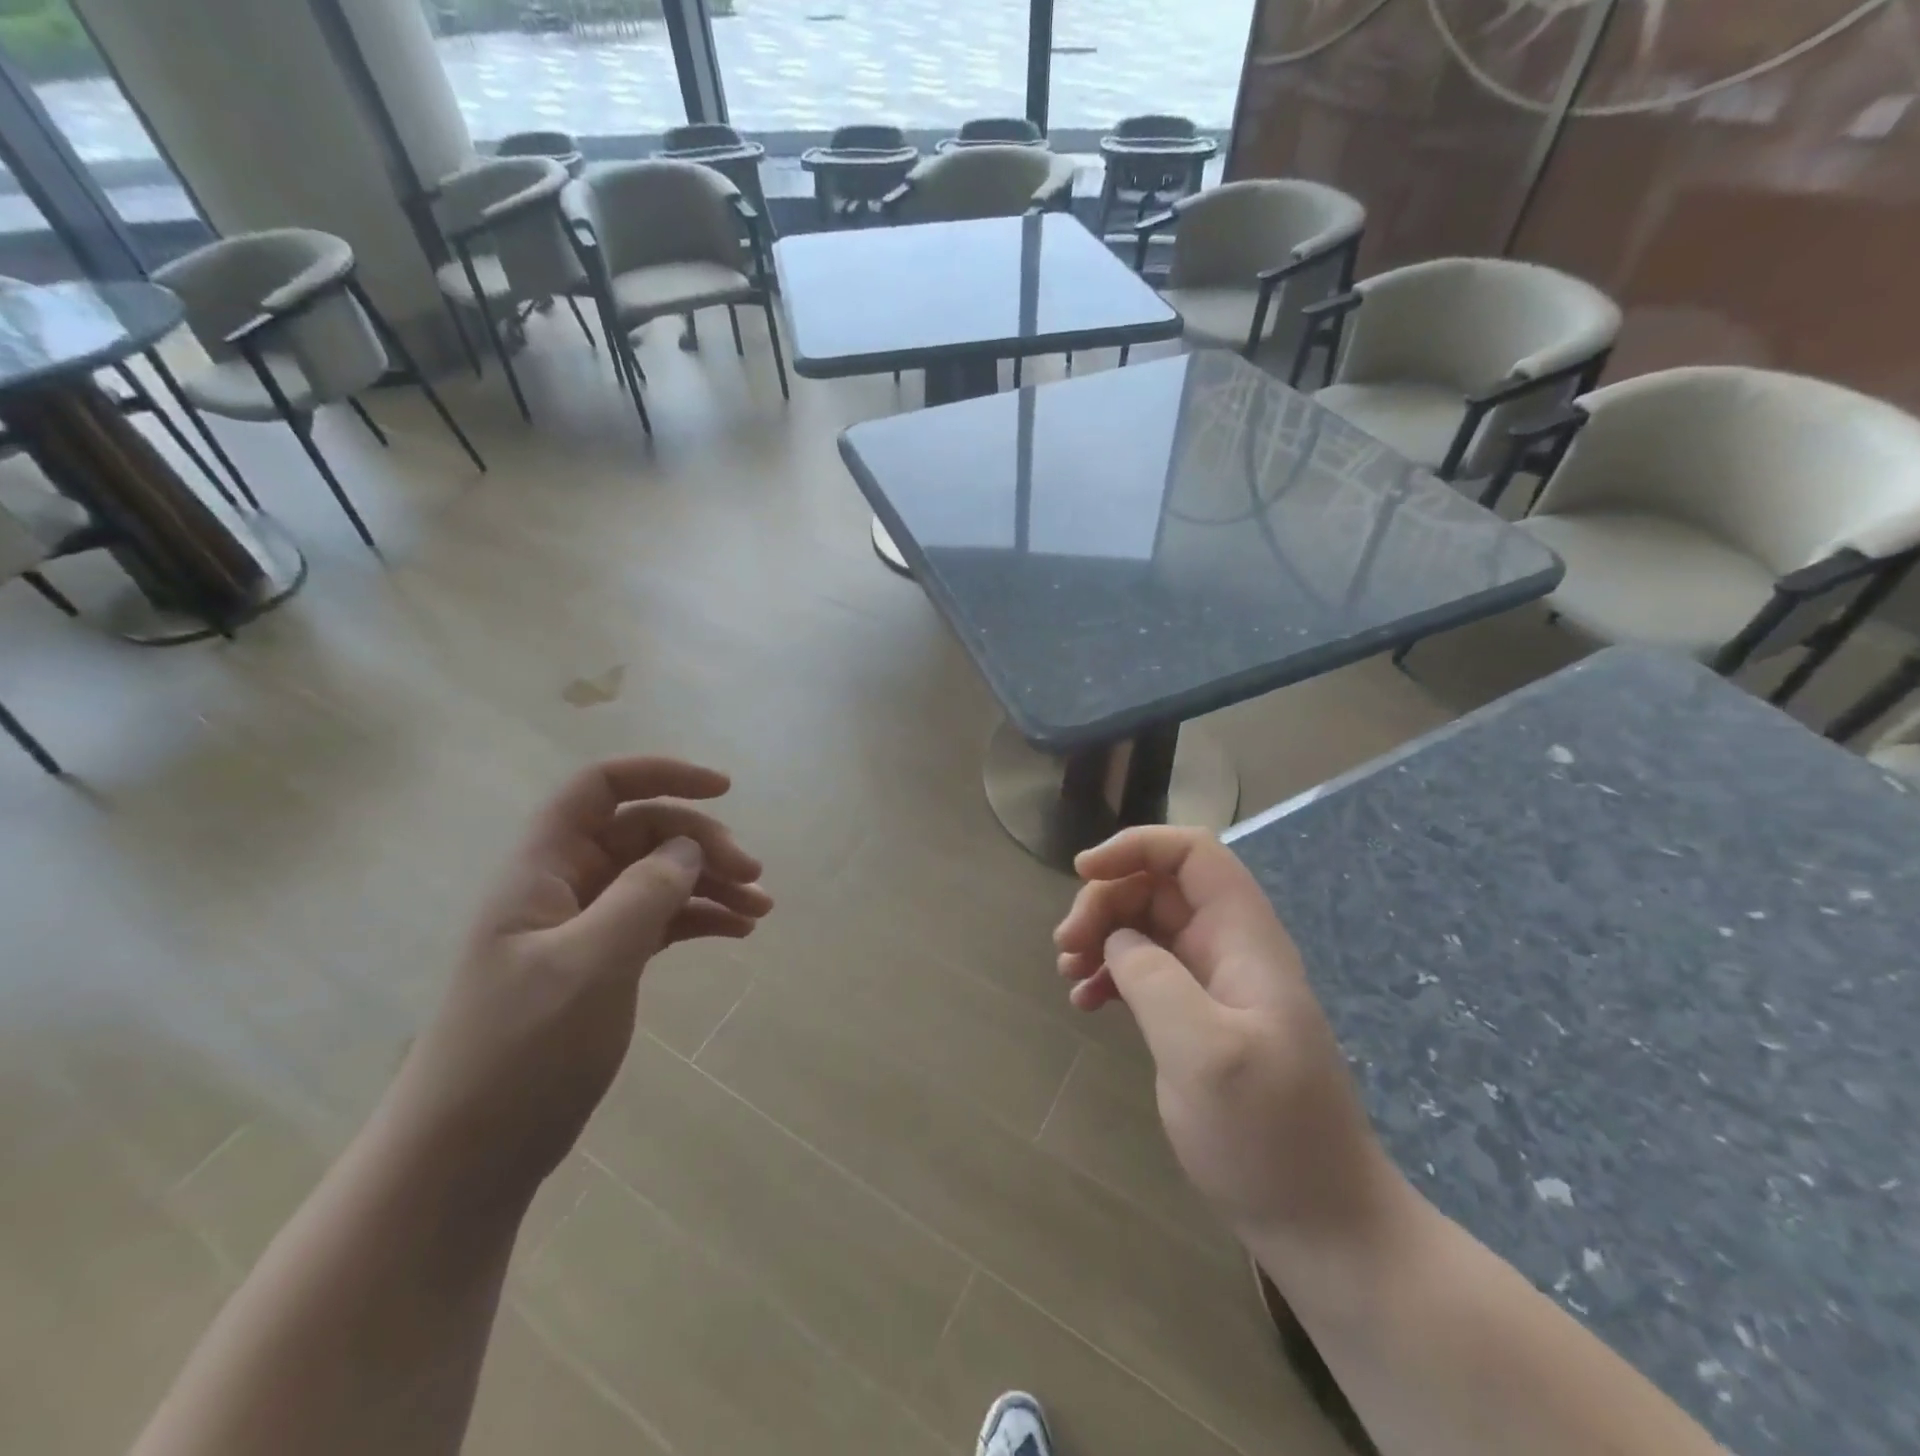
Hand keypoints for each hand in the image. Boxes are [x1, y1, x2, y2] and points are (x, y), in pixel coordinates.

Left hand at [384, 757, 772, 1202]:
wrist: (468, 1157)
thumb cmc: (520, 1051)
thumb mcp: (589, 964)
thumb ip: (643, 894)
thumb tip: (688, 846)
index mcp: (542, 869)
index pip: (600, 787)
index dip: (661, 774)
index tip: (723, 790)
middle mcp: (564, 886)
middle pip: (643, 832)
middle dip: (702, 843)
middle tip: (754, 875)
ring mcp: (584, 927)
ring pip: (658, 877)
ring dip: (711, 882)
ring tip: (761, 908)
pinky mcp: (602, 964)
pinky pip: (660, 920)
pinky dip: (700, 918)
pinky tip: (737, 931)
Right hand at [1054, 826, 1400, 1246]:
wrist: (1322, 1225)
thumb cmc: (1269, 1136)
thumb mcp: (1204, 1053)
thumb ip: (1154, 979)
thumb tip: (1117, 939)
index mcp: (1244, 939)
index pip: (1193, 853)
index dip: (1136, 846)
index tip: (1081, 872)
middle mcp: (1230, 949)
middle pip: (1159, 886)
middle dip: (1105, 901)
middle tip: (1064, 947)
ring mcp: (1215, 985)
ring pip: (1147, 926)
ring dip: (1102, 937)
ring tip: (1068, 975)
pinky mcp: (1200, 1019)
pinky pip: (1147, 971)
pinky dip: (1111, 975)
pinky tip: (1086, 1004)